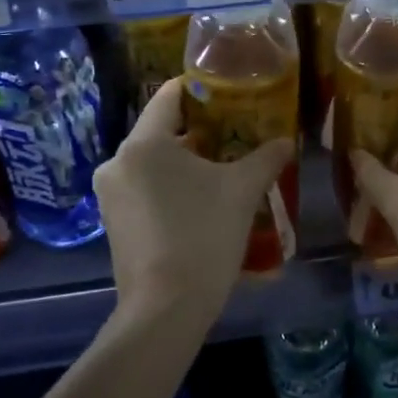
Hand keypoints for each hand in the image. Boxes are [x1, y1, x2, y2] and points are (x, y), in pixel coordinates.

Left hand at [93, 78, 294, 320]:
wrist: (166, 308)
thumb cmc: (204, 235)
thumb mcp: (242, 190)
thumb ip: (266, 158)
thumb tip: (287, 141)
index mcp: (144, 143)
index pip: (169, 96)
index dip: (199, 89)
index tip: (228, 91)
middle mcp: (118, 162)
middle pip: (161, 131)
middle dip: (199, 131)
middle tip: (235, 134)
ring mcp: (110, 196)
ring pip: (152, 163)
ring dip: (185, 163)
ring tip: (223, 171)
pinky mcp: (113, 223)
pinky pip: (144, 190)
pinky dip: (170, 188)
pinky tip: (200, 203)